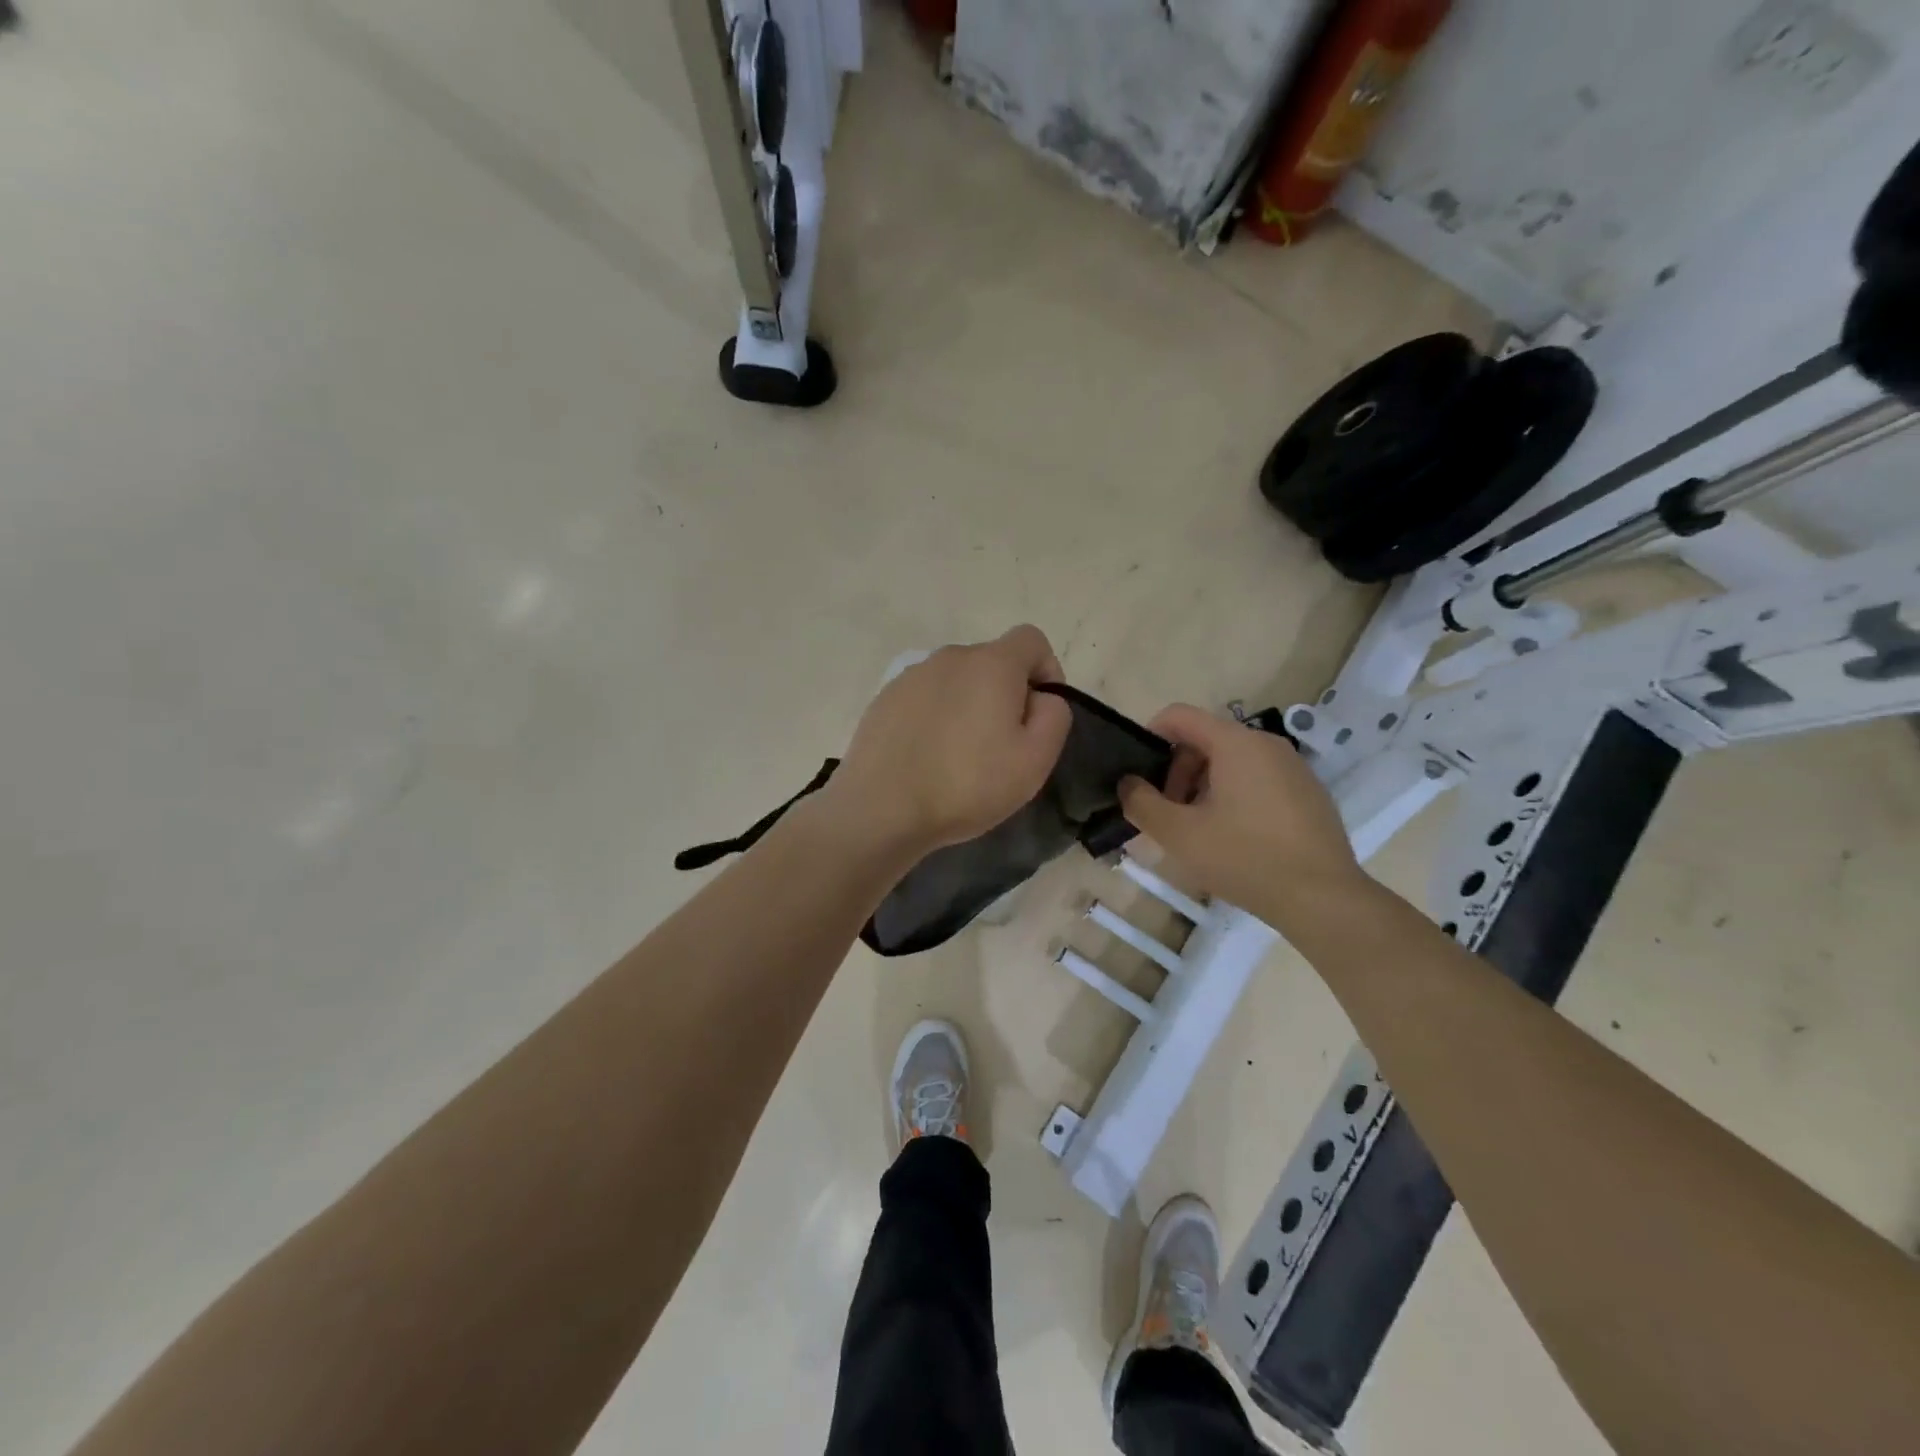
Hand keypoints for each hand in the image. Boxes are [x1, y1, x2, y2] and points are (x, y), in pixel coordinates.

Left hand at [823, 626, 1073, 855]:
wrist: (881, 808)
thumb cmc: (967, 784)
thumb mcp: (1035, 760)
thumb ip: (1054, 715)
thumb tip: (1042, 697)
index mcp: (991, 663)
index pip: (1031, 639)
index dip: (1047, 670)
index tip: (1040, 713)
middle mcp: (949, 657)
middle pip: (992, 662)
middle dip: (1006, 694)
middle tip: (1002, 746)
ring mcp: (911, 676)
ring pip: (956, 681)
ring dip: (968, 706)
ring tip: (961, 756)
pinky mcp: (883, 699)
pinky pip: (925, 699)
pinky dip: (935, 718)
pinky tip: (928, 758)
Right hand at [1118, 704, 1361, 923]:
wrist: (1322, 898)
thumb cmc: (1244, 858)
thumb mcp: (1179, 834)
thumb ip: (1141, 803)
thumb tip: (1128, 784)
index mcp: (1236, 743)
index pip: (1179, 716)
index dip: (1149, 736)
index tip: (1138, 775)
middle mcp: (1267, 744)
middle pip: (1205, 739)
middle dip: (1177, 772)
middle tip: (1168, 814)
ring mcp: (1293, 767)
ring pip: (1232, 762)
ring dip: (1203, 787)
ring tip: (1198, 830)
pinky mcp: (1309, 793)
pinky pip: (1258, 779)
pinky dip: (1234, 797)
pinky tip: (1234, 839)